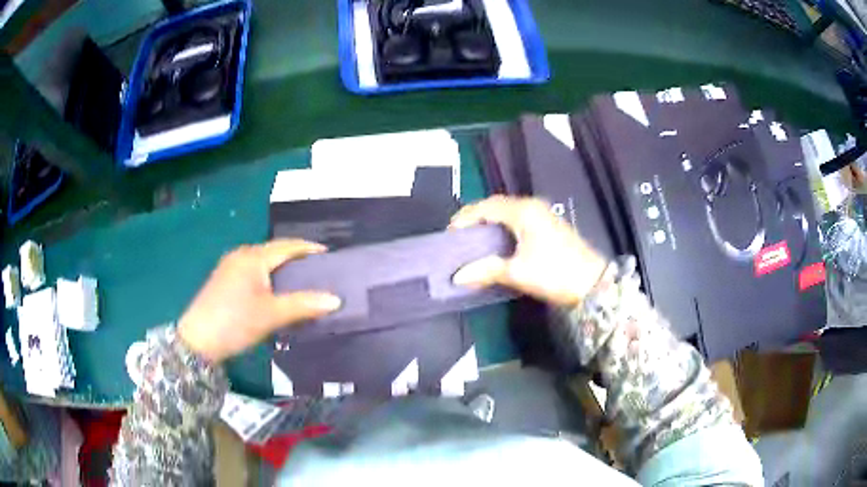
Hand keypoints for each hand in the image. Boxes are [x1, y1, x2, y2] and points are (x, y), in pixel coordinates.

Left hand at [178, 240, 341, 362]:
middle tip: (317, 269)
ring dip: (281, 268)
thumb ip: (303, 305)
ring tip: (300, 280)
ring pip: (262, 261)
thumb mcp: (271, 315)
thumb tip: (336, 300)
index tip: (328, 254)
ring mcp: (229, 266)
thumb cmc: (235, 322)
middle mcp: (241, 255)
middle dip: (296, 258)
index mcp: (253, 257)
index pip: (287, 246)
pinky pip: (252, 270)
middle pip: (274, 251)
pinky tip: (274, 290)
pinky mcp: (223, 279)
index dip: (308, 248)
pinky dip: (268, 276)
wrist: (197, 341)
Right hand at [451, 196, 606, 306]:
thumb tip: (457, 276)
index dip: (465, 218)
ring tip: (473, 241)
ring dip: (489, 223)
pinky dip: (502, 228)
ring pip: (507, 213)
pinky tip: (496, 243)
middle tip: (459, 237)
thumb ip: (486, 270)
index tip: (449, 235)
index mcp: (523, 211)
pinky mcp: (548, 226)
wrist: (593, 283)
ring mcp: (542, 215)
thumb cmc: (554, 273)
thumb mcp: (518, 273)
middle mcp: (531, 207)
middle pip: (496, 206)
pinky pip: (518, 220)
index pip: (486, 207)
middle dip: (475, 218)